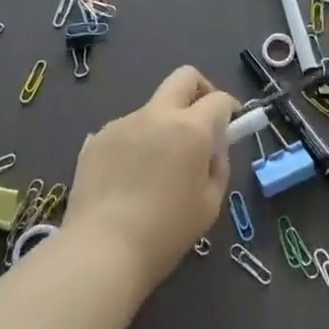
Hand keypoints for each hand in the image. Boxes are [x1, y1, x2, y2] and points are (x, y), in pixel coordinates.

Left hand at [62, 65, 233, 296]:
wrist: (101, 251)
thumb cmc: (165, 232)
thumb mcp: (210, 204)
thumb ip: (217, 166)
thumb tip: (212, 148)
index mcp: (190, 128)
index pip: (218, 100)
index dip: (230, 109)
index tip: (232, 126)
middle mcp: (156, 115)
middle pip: (184, 77)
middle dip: (200, 90)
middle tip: (201, 122)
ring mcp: (123, 123)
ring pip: (152, 109)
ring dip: (163, 126)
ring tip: (155, 169)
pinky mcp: (96, 138)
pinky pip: (126, 131)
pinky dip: (135, 145)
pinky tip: (128, 179)